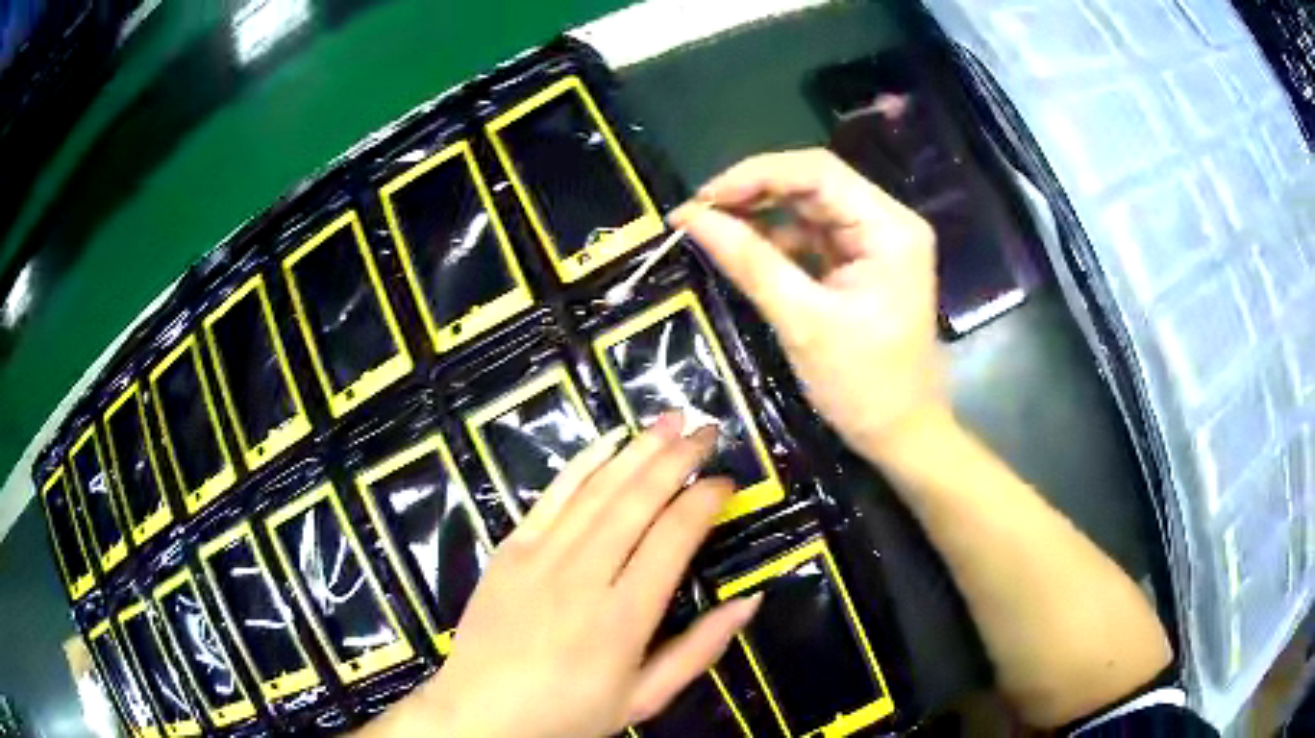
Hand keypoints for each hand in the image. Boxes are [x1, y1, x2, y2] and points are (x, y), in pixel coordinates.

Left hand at [368, 414, 761, 737]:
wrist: (481, 714)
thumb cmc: (569, 714)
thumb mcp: (645, 698)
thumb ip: (700, 649)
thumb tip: (751, 600)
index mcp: (623, 617)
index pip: (674, 537)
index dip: (705, 501)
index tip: (727, 482)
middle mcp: (584, 575)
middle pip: (637, 500)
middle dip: (677, 458)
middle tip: (706, 430)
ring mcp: (540, 557)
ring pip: (597, 489)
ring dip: (636, 449)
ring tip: (669, 420)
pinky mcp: (510, 550)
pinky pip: (551, 496)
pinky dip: (582, 464)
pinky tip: (607, 441)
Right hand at [670, 149, 944, 463]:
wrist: (902, 434)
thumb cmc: (864, 386)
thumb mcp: (803, 322)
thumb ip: (749, 262)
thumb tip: (690, 218)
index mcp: (889, 228)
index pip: (818, 172)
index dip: (755, 174)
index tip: (703, 198)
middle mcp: (887, 222)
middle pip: (813, 185)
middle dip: (754, 194)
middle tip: (698, 214)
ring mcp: (875, 242)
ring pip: (808, 208)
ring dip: (760, 216)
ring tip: (709, 229)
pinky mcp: (861, 263)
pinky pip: (812, 237)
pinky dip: (775, 241)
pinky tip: (741, 250)